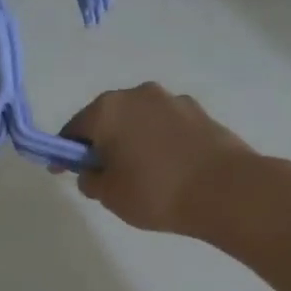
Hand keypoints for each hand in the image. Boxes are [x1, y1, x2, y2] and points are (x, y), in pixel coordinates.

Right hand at [59, 83, 255, 233]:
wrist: (226, 190)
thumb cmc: (156, 192)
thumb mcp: (109, 195)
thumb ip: (91, 180)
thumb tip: (93, 171)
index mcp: (108, 110)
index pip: (74, 129)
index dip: (65, 153)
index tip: (64, 172)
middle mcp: (138, 95)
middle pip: (107, 119)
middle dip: (101, 142)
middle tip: (103, 174)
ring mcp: (172, 100)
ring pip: (139, 120)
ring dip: (132, 140)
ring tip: (140, 173)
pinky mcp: (199, 112)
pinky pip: (165, 127)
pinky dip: (158, 142)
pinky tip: (167, 168)